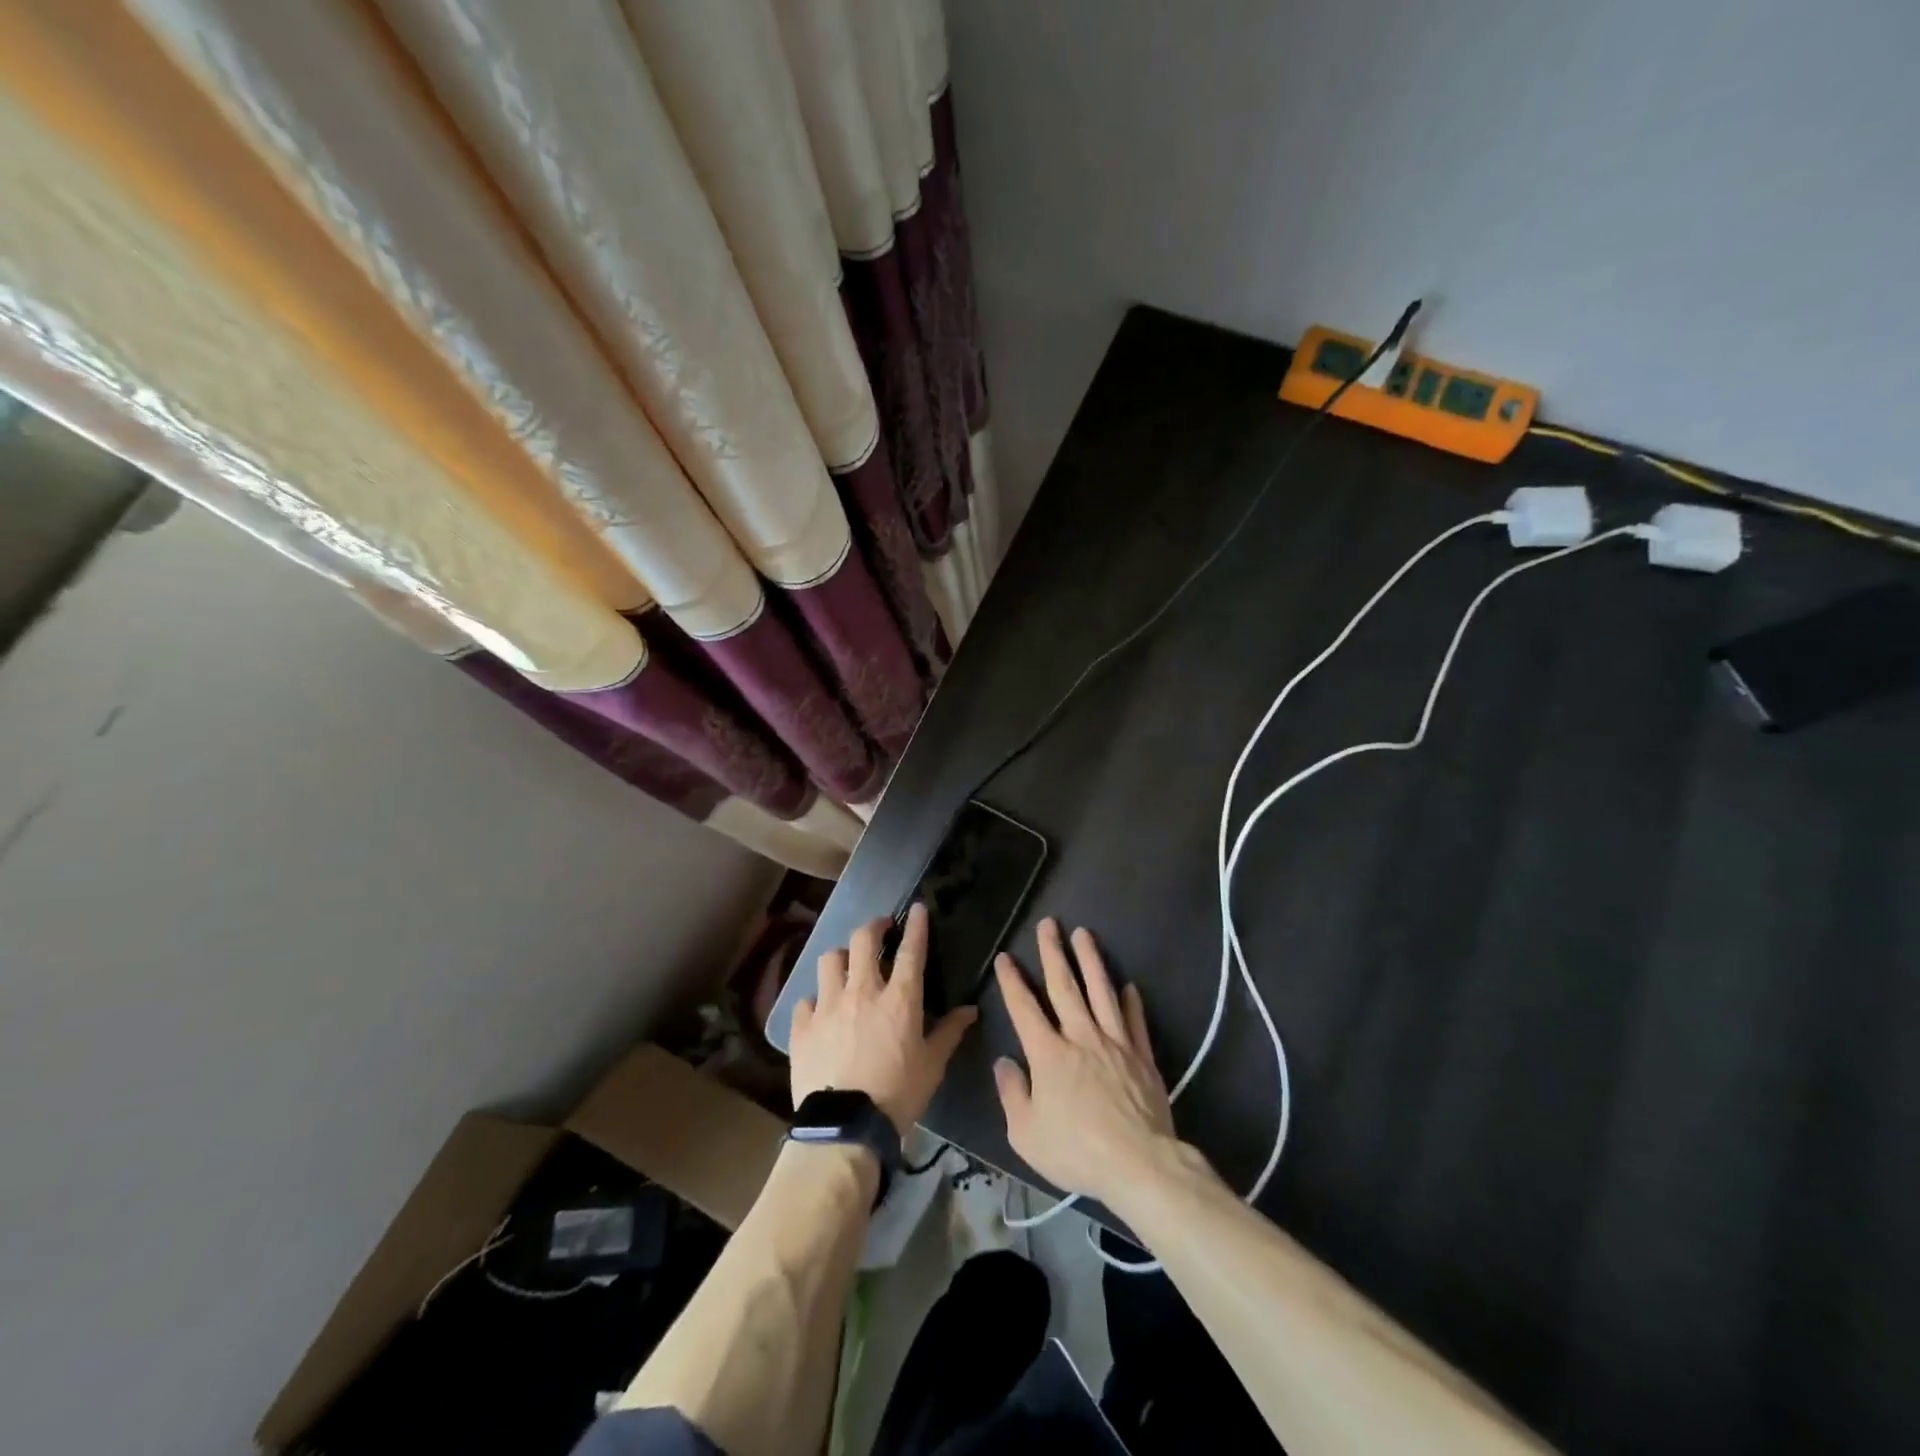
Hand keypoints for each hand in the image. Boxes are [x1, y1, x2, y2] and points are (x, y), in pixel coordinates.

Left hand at [790, 903, 977, 1135]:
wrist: (846, 1127)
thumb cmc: (898, 1094)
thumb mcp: (933, 1065)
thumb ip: (950, 1032)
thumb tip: (970, 1009)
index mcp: (898, 998)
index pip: (910, 950)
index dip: (915, 925)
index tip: (916, 908)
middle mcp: (861, 991)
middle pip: (863, 939)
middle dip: (874, 926)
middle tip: (881, 929)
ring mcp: (827, 1005)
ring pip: (829, 960)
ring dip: (841, 957)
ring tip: (847, 965)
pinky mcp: (803, 1026)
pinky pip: (806, 999)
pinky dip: (815, 1000)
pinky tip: (820, 1011)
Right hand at [991, 918, 1179, 1208]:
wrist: (1139, 1164)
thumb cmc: (1077, 1151)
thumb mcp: (1027, 1134)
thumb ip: (1012, 1094)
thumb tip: (1004, 1063)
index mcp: (1049, 1054)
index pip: (1024, 1008)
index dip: (1012, 981)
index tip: (1006, 957)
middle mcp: (1081, 1037)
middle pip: (1065, 986)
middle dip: (1053, 953)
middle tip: (1049, 923)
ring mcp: (1115, 1043)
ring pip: (1101, 992)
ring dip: (1091, 961)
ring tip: (1084, 934)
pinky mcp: (1142, 1057)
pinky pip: (1135, 1022)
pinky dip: (1131, 1002)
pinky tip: (1128, 986)